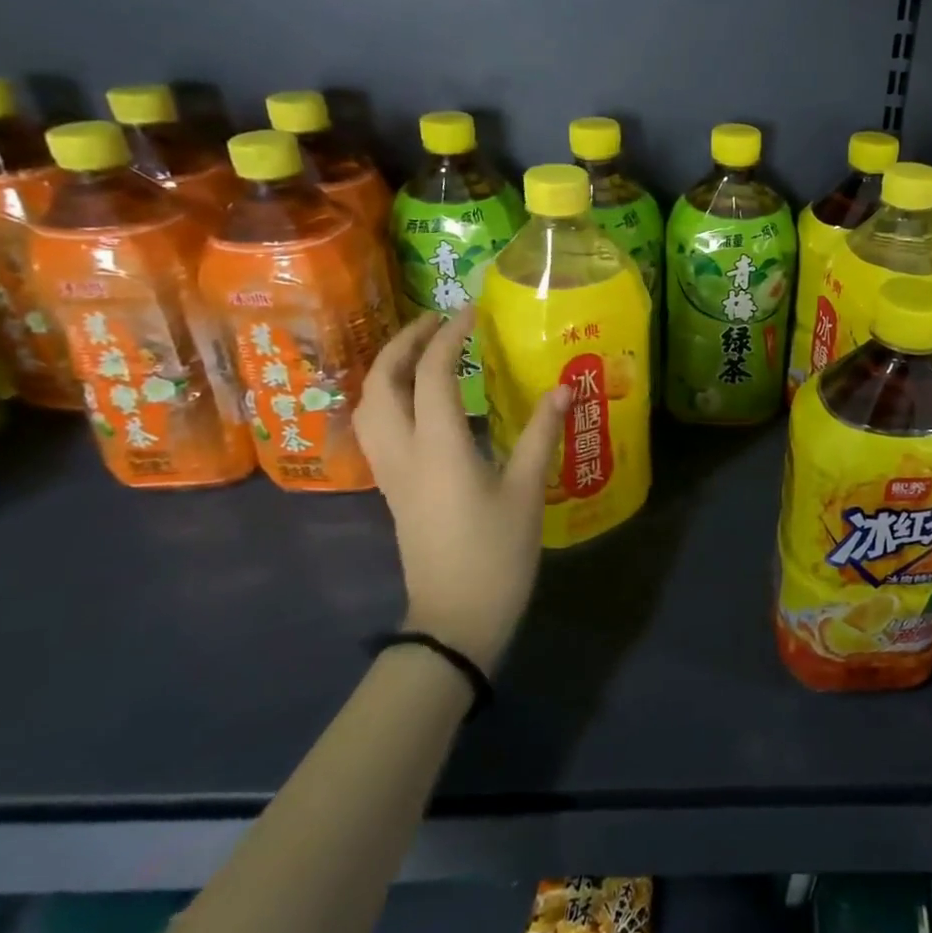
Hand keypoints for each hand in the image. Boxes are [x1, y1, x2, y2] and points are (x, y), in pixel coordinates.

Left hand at [353, 309, 567, 672]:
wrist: (454, 620)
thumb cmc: (495, 555)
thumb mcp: (526, 492)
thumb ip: (541, 435)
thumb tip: (563, 388)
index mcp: (438, 447)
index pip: (431, 374)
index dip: (448, 336)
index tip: (471, 311)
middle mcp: (403, 452)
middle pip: (382, 382)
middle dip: (404, 342)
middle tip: (438, 320)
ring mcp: (391, 472)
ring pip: (369, 404)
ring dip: (388, 367)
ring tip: (423, 350)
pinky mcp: (393, 488)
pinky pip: (376, 427)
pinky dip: (388, 396)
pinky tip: (418, 398)